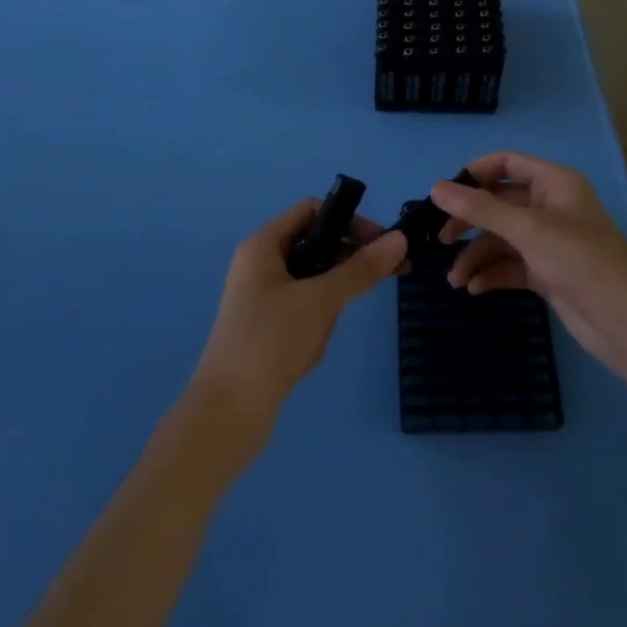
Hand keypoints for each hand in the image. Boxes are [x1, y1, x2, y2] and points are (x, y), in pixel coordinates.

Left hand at [192, 200, 406, 438]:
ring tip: (321, 333)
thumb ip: (361, 268)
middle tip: (385, 277)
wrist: (226, 416)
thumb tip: (400, 238)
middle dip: (346, 266)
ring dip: (329, 304)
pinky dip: (316, 326)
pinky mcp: (267, 329)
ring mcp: (262, 298)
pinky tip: (309, 352)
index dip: (349, 221)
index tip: (381, 244)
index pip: (313, 211)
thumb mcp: (320, 300)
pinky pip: (304, 313)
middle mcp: (260, 265)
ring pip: (314, 283)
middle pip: (316, 246)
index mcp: (263, 245)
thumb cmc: (269, 342)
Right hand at [432, 152, 626, 381]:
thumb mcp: (527, 229)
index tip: (443, 193)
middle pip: (500, 202)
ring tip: (454, 280)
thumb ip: (480, 208)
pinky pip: (511, 265)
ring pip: (502, 238)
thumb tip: (435, 188)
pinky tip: (474, 289)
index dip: (474, 173)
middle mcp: (551, 206)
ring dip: (477, 255)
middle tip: (440, 239)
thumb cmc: (579, 260)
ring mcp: (550, 241)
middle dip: (470, 220)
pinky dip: (492, 274)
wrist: (625, 322)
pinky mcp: (548, 273)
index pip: (507, 163)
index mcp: (554, 182)